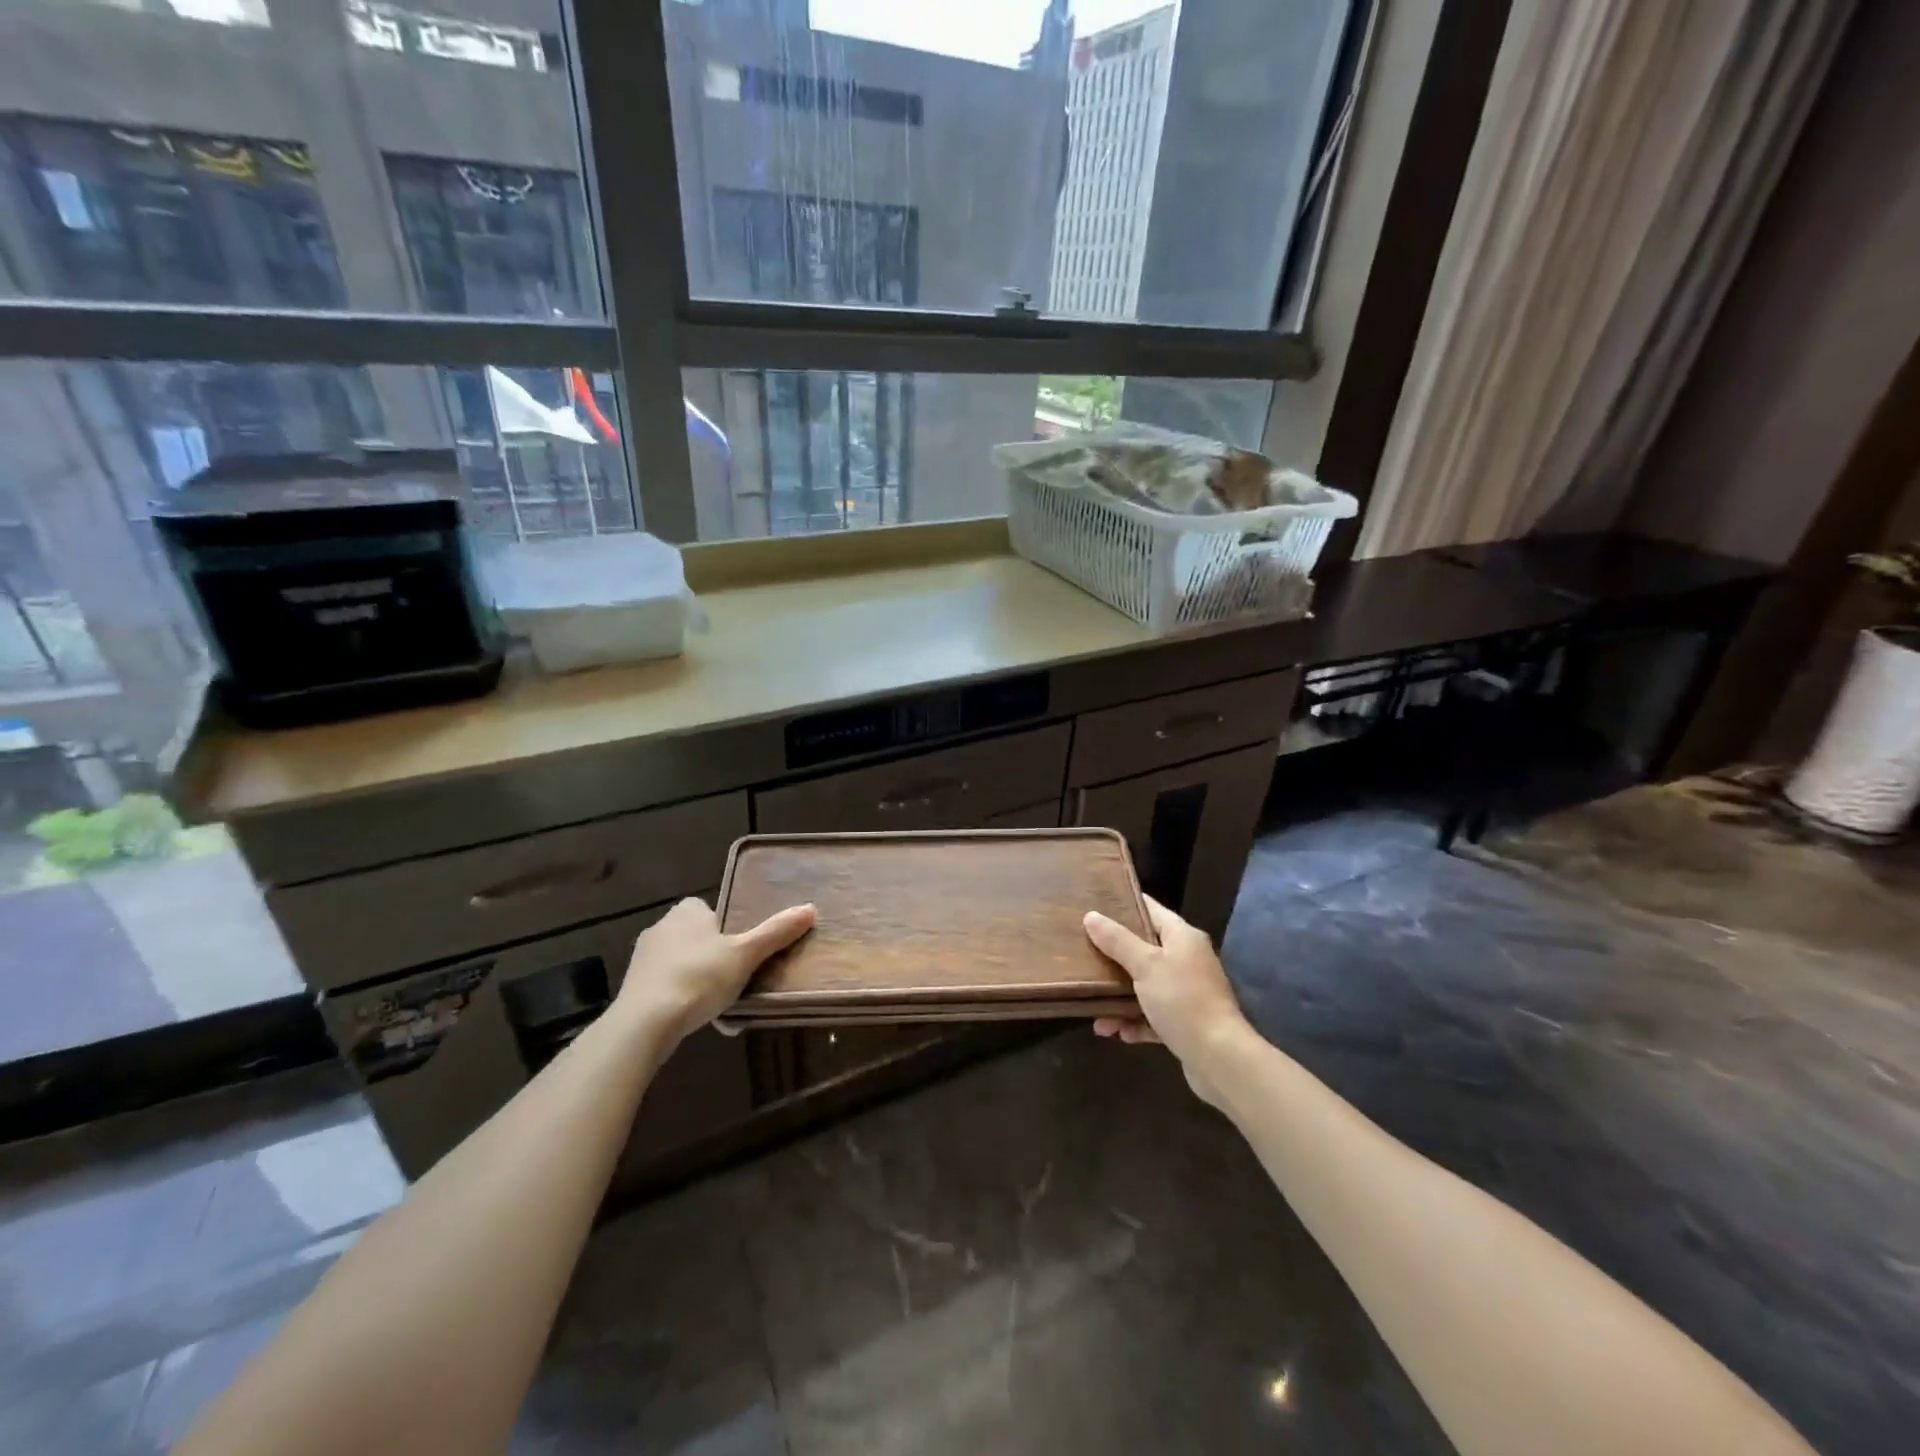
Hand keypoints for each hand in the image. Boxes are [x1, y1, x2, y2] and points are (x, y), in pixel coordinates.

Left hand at [616, 896, 814, 1045]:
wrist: (644, 1024)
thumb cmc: (699, 978)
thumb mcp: (746, 954)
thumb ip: (776, 932)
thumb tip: (810, 908)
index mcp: (686, 911)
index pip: (710, 910)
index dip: (728, 927)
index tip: (744, 949)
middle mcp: (661, 927)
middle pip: (698, 938)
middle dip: (716, 957)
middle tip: (739, 977)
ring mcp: (643, 959)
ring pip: (683, 965)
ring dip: (700, 981)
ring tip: (722, 1004)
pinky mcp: (633, 989)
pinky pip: (667, 988)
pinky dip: (683, 1000)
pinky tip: (699, 1020)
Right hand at [1083, 896, 1249, 1104]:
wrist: (1220, 1059)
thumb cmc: (1182, 1000)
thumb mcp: (1146, 966)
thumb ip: (1117, 941)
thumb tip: (1091, 916)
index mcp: (1182, 937)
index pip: (1150, 909)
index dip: (1123, 904)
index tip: (1094, 904)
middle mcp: (1187, 960)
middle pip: (1144, 949)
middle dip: (1113, 957)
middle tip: (1084, 955)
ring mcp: (1187, 992)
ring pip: (1145, 986)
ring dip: (1119, 999)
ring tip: (1096, 1014)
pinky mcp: (1186, 1021)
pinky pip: (1153, 1015)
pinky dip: (1135, 1022)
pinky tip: (1118, 1033)